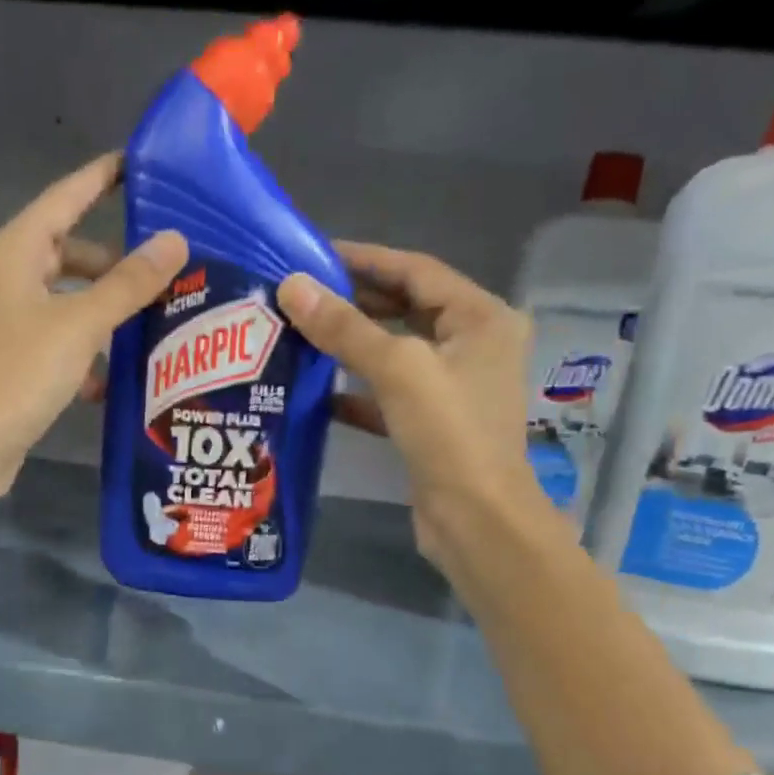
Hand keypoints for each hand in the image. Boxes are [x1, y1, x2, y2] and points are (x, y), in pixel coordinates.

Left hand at [0, 153, 187, 500]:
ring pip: (61, 301)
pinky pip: (53, 342)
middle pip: (63, 253)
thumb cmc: (19, 373)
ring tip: (144, 325)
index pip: (64, 198)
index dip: (100, 178)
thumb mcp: (81, 324)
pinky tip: (107, 382)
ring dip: (100, 311)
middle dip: (110, 262)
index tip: (136, 164)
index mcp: (12, 253)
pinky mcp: (5, 364)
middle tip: (156, 271)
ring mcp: (0, 324)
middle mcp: (2, 280)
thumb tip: (174, 239)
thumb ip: (129, 283)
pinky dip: (81, 352)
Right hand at [275, 242, 545, 573]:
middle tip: (300, 295)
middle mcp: (473, 345)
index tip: (314, 255)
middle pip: (406, 307)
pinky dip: (356, 389)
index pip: (416, 270)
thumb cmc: (449, 433)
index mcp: (481, 318)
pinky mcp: (432, 422)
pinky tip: (317, 391)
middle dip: (354, 301)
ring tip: (301, 332)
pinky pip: (388, 392)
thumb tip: (291, 286)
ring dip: (351, 343)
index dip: (365, 259)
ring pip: (395, 351)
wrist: (475, 519)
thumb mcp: (397, 369)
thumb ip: (344, 327)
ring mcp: (453, 386)